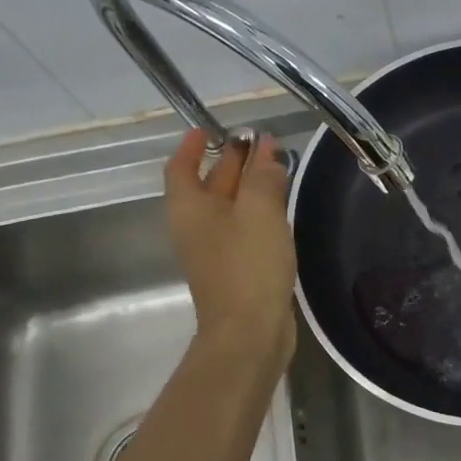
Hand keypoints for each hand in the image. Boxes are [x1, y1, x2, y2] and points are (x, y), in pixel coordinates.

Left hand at [165, 128, 296, 368]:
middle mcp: (196, 226)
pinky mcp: (236, 269)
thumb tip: (266, 153)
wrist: (249, 332)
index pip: (181, 167)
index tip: (208, 128)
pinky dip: (257, 211)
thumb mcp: (259, 211)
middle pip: (207, 184)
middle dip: (230, 161)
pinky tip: (279, 208)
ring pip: (228, 207)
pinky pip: (243, 228)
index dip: (192, 145)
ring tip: (275, 167)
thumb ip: (263, 177)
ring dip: (247, 186)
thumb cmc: (248, 265)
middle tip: (258, 141)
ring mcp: (215, 250)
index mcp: (189, 208)